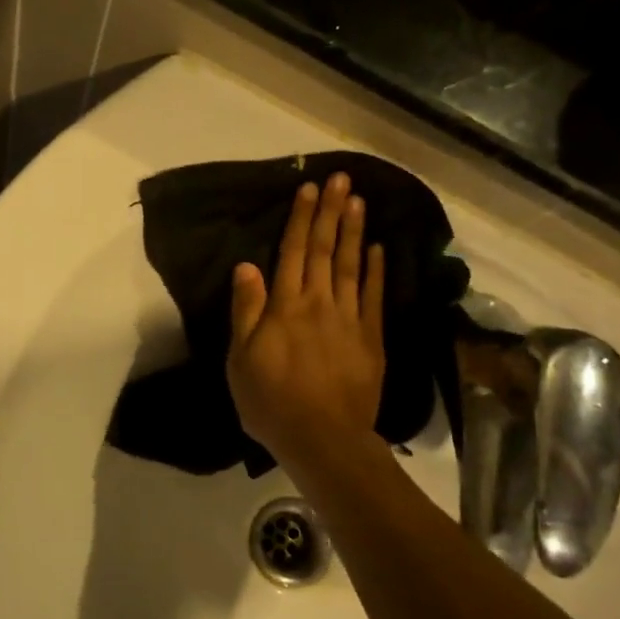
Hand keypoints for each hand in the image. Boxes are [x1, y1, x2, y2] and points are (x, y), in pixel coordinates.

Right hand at [227, 173, 385, 470]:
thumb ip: (246, 310)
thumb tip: (247, 266)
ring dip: (355, 232)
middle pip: (326, 250)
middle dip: (332, 213)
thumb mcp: (241, 359)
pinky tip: (378, 249)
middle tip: (341, 179)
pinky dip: (376, 271)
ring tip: (359, 201)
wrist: (323, 439)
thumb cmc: (271, 402)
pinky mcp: (371, 339)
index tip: (309, 189)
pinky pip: (374, 297)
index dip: (301, 219)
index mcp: (285, 307)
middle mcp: (319, 303)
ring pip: (352, 266)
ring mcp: (349, 320)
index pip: (293, 252)